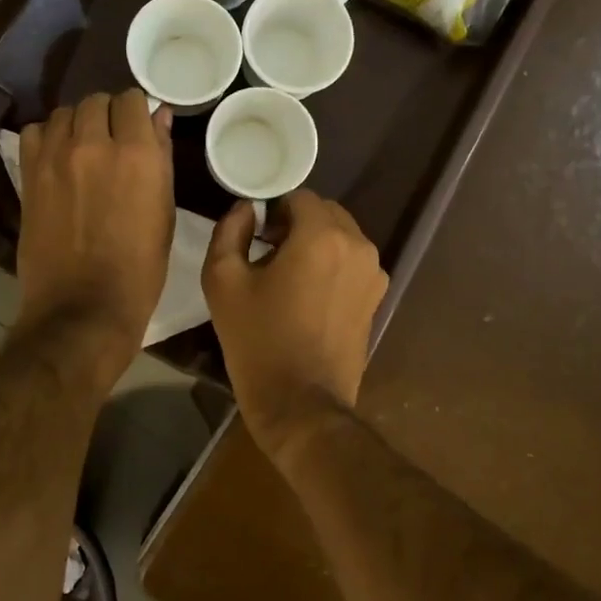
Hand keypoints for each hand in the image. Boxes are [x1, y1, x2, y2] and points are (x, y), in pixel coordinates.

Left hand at [15, 90, 174, 388]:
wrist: (85, 307)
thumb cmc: (140, 268)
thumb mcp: (164, 212)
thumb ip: (160, 158)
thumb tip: (157, 117)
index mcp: (137, 153)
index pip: (133, 99)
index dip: (137, 111)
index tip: (139, 127)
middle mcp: (94, 144)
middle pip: (96, 100)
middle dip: (108, 114)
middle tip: (113, 140)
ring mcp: (56, 157)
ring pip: (65, 112)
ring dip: (77, 123)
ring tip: (83, 148)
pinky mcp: (29, 175)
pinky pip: (35, 132)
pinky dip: (48, 137)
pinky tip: (57, 158)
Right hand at [202, 190, 388, 453]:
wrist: (301, 404)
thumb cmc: (257, 341)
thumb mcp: (223, 281)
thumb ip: (231, 231)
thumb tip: (246, 209)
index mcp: (322, 236)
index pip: (299, 197)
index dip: (273, 211)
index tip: (256, 238)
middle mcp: (358, 246)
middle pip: (325, 213)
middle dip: (297, 224)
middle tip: (268, 255)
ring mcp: (374, 273)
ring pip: (342, 237)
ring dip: (316, 244)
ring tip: (289, 278)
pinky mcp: (377, 298)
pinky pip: (352, 263)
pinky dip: (332, 266)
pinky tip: (309, 298)